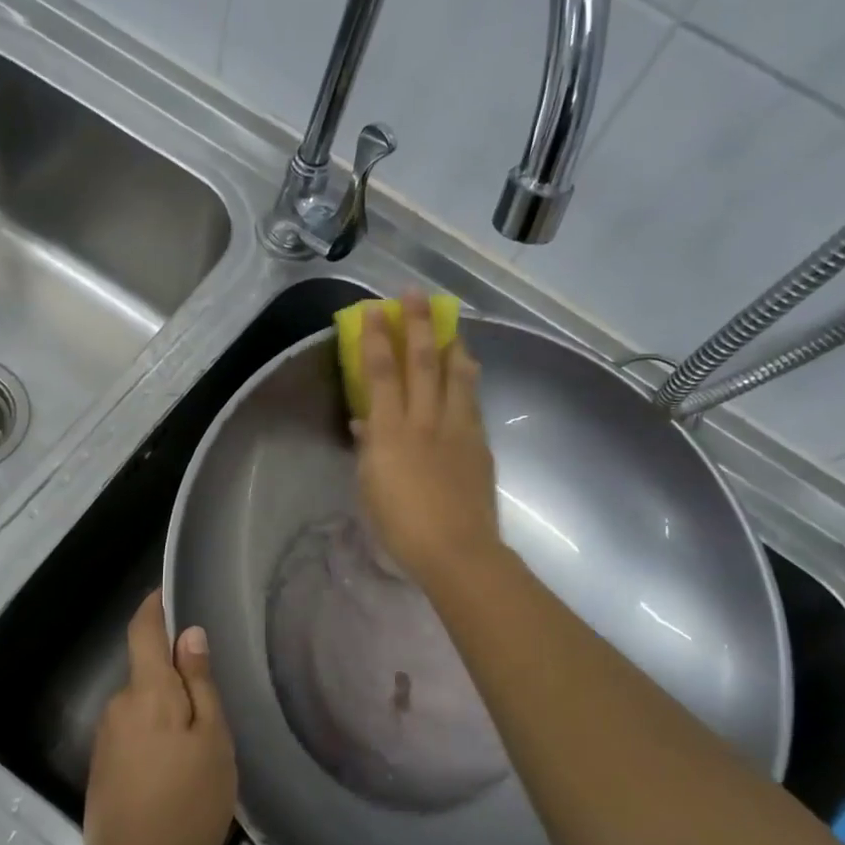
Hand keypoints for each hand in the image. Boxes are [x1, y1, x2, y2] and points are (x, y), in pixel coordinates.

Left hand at [83, 590, 236, 844]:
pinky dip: (154, 737)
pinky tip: (174, 770)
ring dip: (165, 712)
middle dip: (174, 676)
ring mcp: (105, 738)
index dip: (153, 607)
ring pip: (141, 706)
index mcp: (147, 691)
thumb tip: (190, 635)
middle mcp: (118, 705)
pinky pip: (132, 733)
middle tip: (212, 704)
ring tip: (199, 745)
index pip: (143, 631)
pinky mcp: (101, 767)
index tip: (167, 592)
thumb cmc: (188, 802)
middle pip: (146, 672)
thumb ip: (200, 684)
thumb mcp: (212, 740)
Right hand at [354, 291, 503, 588]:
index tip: (374, 309)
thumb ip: (368, 450)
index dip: (377, 337)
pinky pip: (472, 399)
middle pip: (422, 361)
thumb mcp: (370, 487)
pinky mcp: (479, 442)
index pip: (381, 372)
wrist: (456, 550)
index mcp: (390, 431)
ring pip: (456, 374)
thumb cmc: (401, 525)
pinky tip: (468, 368)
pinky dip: (467, 377)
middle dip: (417, 324)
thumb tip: (366, 423)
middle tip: (414, 294)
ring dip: (450, 343)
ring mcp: (457, 428)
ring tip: (448, 323)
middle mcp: (425, 419)